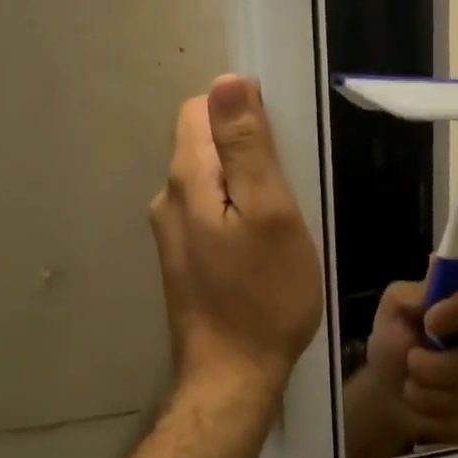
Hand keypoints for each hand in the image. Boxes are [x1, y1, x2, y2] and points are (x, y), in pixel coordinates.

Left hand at [149, 75, 323, 402]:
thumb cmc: (264, 295)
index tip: (281, 147)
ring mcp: (171, 234)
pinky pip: (209, 214)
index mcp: (187, 179)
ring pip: (209, 182)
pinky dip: (236, 216)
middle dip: (246, 152)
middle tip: (290, 192)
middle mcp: (168, 199)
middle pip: (204, 145)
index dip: (242, 113)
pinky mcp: (183, 260)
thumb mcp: (270, 213)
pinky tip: (262, 249)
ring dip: (244, 188)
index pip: (201, 109)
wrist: (232, 376)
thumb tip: (227, 81)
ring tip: (281, 224)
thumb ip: (247, 146)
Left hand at [345, 275, 457, 457]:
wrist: (389, 394)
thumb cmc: (394, 344)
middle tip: (410, 365)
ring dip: (429, 395)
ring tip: (410, 389)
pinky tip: (425, 410)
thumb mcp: (392, 311)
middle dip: (437, 367)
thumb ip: (409, 295)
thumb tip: (430, 290)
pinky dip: (436, 418)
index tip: (432, 321)